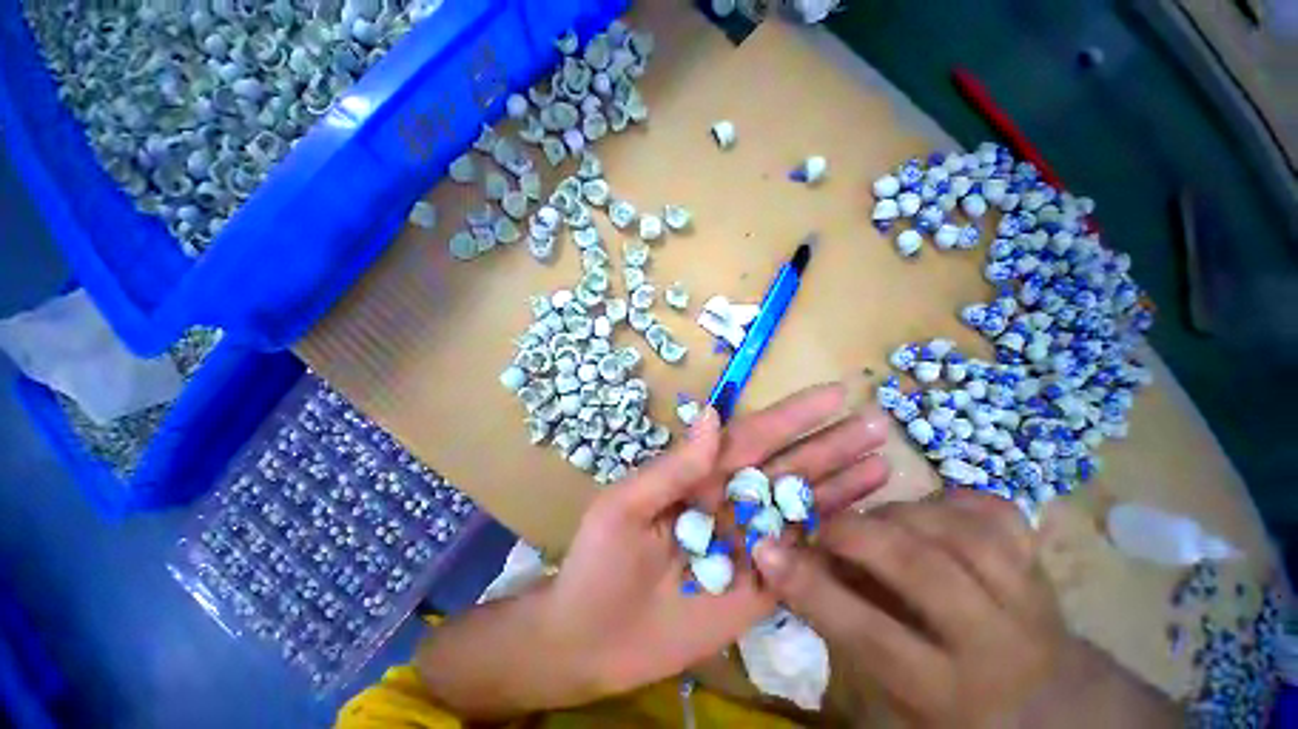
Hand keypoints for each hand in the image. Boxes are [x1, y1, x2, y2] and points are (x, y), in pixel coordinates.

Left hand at [540, 382, 891, 700]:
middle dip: (831, 445)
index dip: (792, 416)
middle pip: (787, 467)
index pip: (753, 437)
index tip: (833, 394)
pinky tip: (865, 520)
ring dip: (841, 484)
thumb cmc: (599, 562)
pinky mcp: (759, 588)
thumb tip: (712, 415)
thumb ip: (673, 466)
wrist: (590, 639)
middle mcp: (729, 501)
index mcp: (699, 476)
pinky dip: (832, 538)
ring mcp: (748, 544)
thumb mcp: (626, 506)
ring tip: (883, 461)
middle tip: (877, 423)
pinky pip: (801, 558)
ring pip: (801, 506)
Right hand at [754, 490, 1066, 726]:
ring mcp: (1027, 595)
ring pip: (956, 530)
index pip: (871, 635)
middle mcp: (996, 642)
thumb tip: (790, 564)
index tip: (765, 550)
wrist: (1047, 702)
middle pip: (922, 569)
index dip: (812, 588)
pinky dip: (949, 501)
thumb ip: (843, 626)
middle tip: (823, 527)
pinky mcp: (1039, 561)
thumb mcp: (891, 689)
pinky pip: (992, 512)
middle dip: (856, 535)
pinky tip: (929, 511)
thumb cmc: (950, 702)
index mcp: (949, 691)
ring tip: (876, 524)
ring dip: (899, 516)